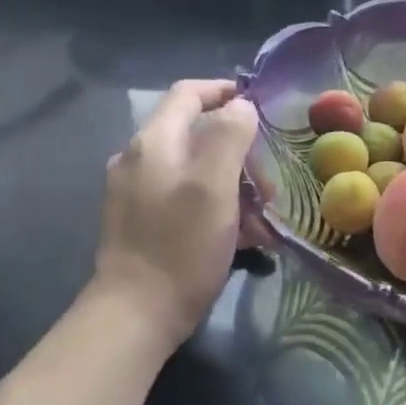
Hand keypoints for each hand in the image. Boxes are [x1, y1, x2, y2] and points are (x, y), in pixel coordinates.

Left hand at [93, 79, 258, 345]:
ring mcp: (137, 192)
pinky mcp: (142, 221)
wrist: (136, 314)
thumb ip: (229, 136)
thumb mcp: (214, 185)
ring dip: (233, 182)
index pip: (188, 93)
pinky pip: (187, 197)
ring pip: (196, 169)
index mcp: (154, 142)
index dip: (224, 90)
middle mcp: (139, 159)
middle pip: (196, 133)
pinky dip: (217, 205)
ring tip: (263, 214)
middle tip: (269, 179)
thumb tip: (241, 106)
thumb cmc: (181, 245)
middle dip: (239, 150)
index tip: (261, 104)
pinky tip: (242, 235)